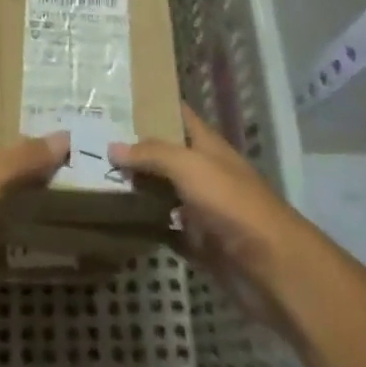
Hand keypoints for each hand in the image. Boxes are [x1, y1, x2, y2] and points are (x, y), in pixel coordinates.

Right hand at [111, 103, 316, 309]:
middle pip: (165, 154)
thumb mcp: (191, 167)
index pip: (178, 115)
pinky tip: (117, 220)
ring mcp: (202, 210)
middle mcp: (204, 173)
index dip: (152, 105)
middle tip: (92, 139)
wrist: (273, 269)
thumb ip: (152, 154)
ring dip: (137, 187)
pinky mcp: (199, 244)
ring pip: (163, 192)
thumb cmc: (233, 205)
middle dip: (135, 147)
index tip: (116, 97)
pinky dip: (146, 226)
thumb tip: (113, 146)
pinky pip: (166, 230)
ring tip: (95, 176)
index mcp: (208, 147)